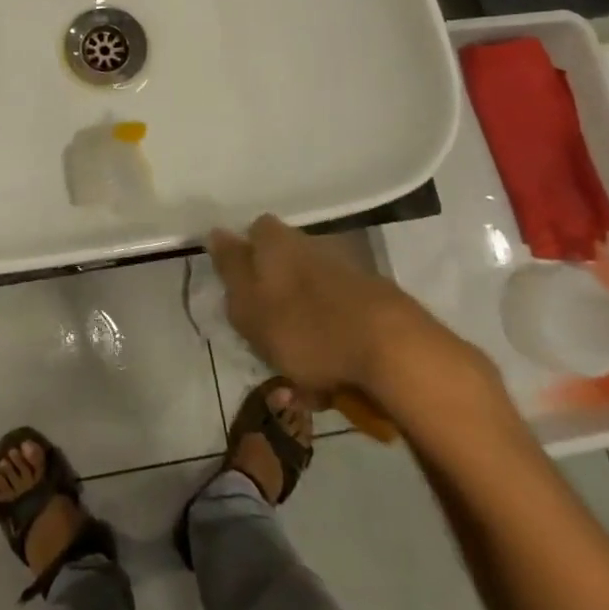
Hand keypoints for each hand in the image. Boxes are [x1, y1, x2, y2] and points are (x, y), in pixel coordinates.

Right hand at [209, 215, 507, 438]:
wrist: (393, 350)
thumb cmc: (305, 327)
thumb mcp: (249, 303)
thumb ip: (231, 267)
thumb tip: (215, 232)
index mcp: (276, 241)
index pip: (254, 232)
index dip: (245, 259)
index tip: (240, 293)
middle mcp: (311, 245)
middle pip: (283, 264)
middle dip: (275, 296)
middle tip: (267, 338)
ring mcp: (346, 270)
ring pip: (311, 294)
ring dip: (304, 324)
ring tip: (301, 371)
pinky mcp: (374, 301)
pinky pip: (340, 319)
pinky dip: (332, 340)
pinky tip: (332, 377)